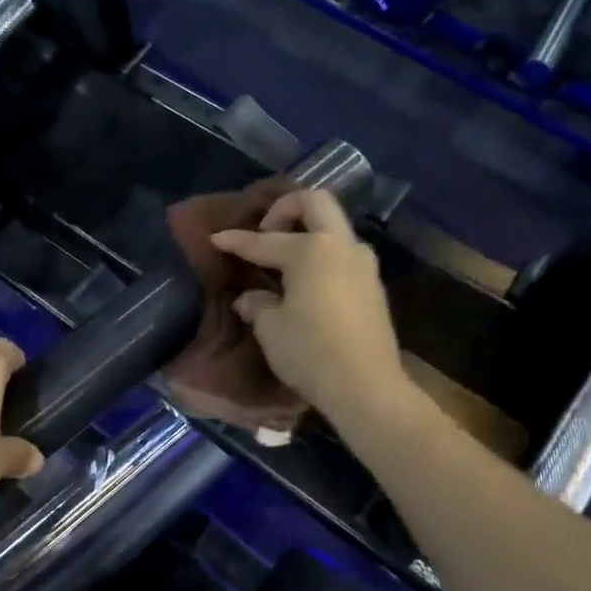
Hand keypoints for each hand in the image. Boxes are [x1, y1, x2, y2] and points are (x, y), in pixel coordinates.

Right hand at [211, 190, 406, 423]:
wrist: (367, 387)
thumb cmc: (310, 352)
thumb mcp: (271, 328)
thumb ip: (258, 304)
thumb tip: (252, 297)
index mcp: (311, 250)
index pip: (264, 241)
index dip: (236, 241)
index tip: (216, 239)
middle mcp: (341, 246)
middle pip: (316, 202)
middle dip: (286, 208)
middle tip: (266, 231)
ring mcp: (363, 264)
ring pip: (334, 229)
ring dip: (309, 232)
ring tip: (285, 259)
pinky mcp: (373, 286)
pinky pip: (343, 255)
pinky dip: (322, 256)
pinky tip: (306, 283)